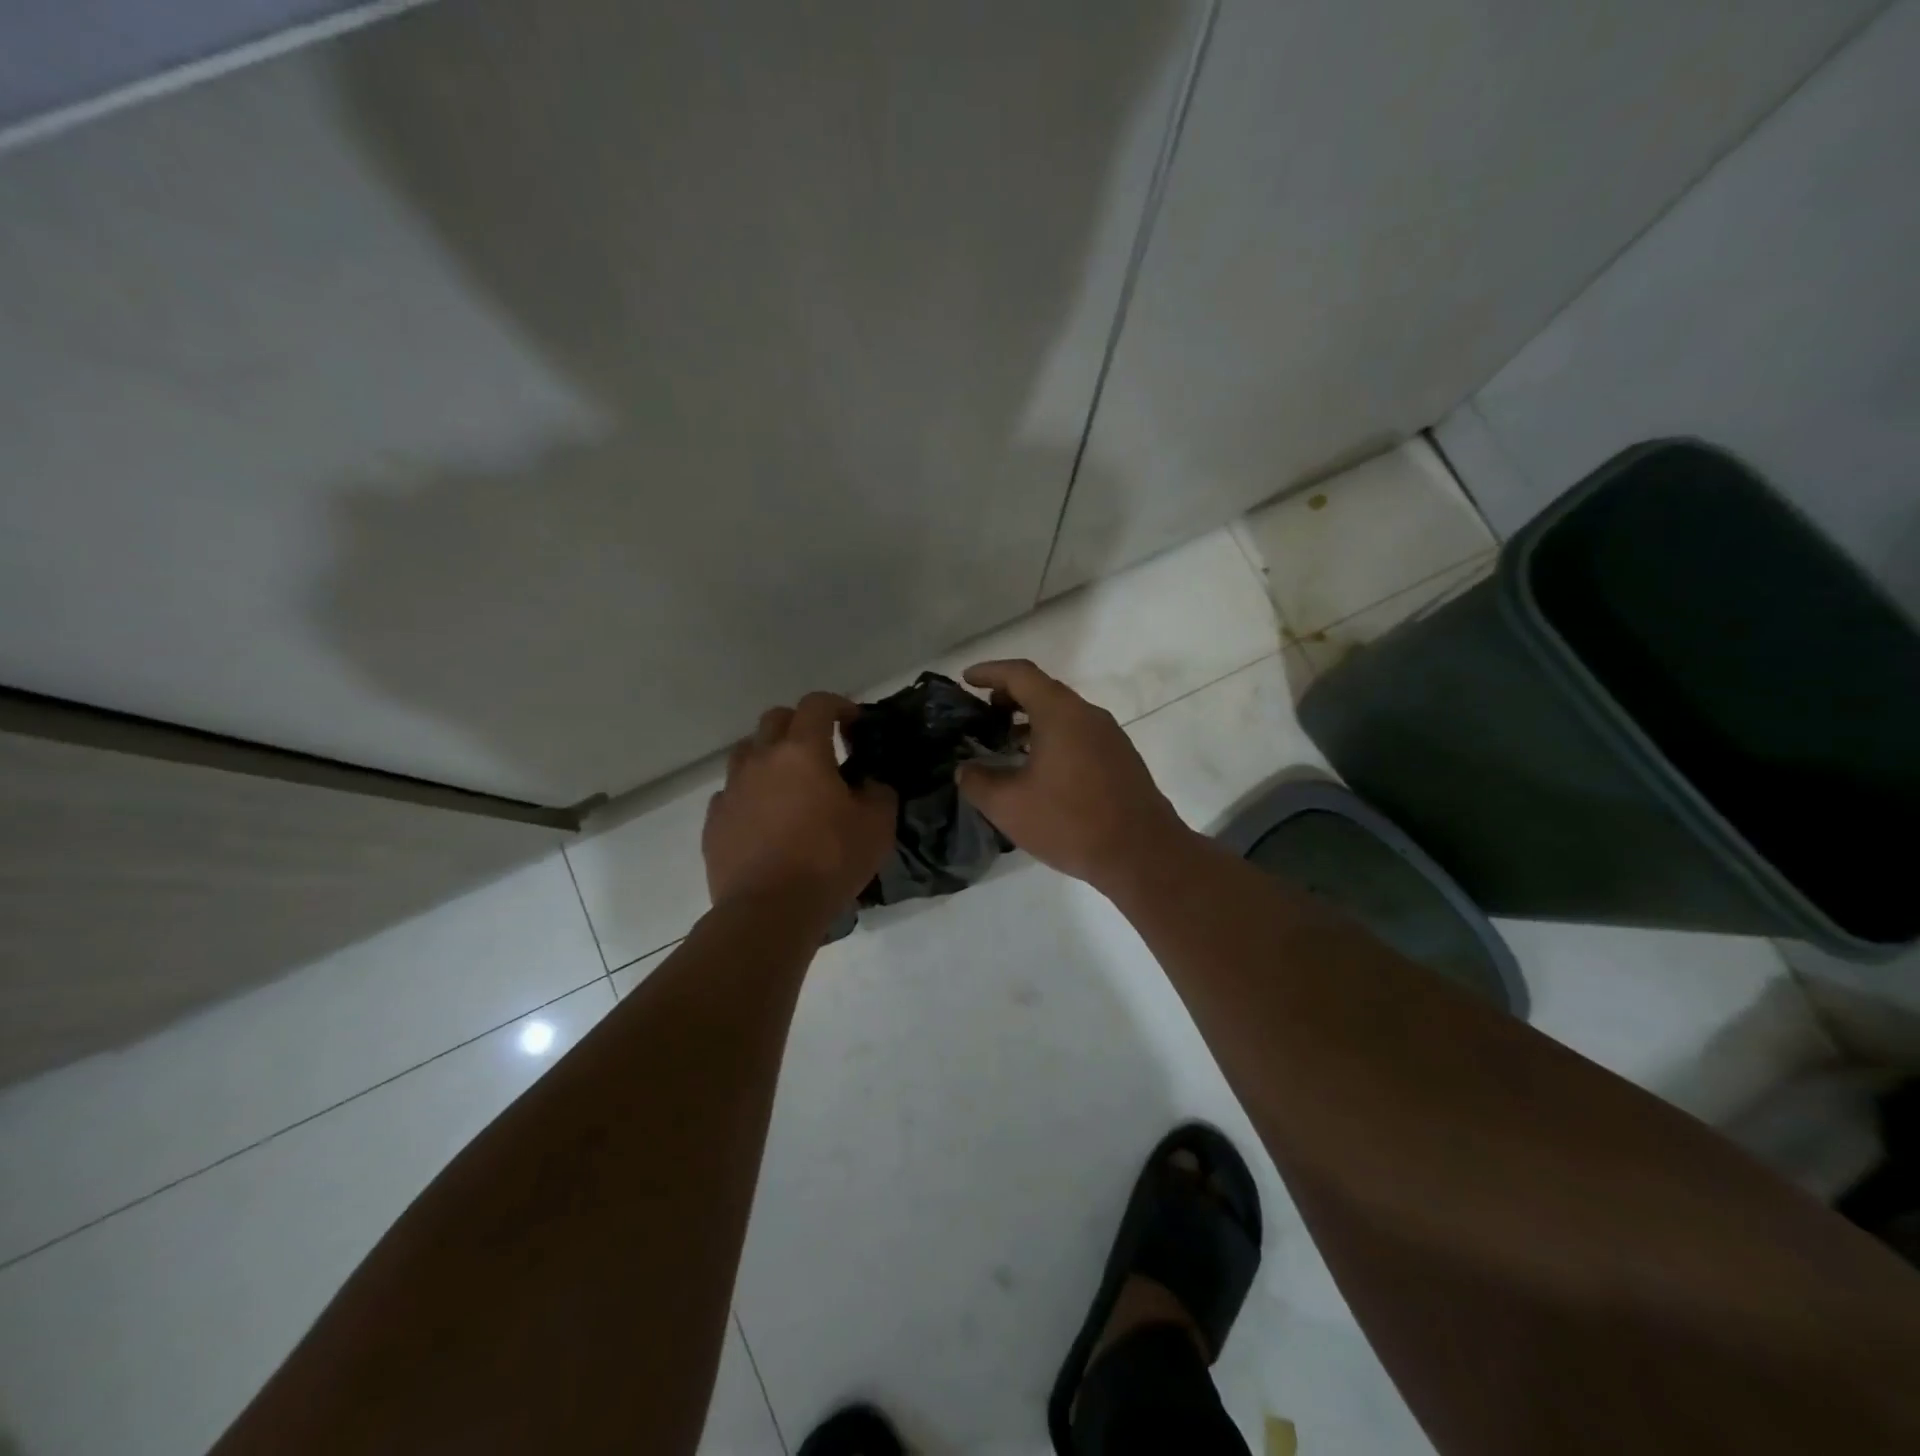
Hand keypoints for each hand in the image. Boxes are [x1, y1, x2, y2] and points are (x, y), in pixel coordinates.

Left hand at [703, 693, 895, 911]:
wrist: (768, 911)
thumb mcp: (877, 825)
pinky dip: (750, 795)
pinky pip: (731, 793)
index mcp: (802, 751)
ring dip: (770, 756)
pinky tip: (765, 820)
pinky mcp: (714, 822)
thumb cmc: (829, 861)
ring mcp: (731, 790)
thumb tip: (868, 784)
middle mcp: (761, 759)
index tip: (854, 722)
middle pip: (775, 719)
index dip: (839, 705)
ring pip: (747, 753)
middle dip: (800, 724)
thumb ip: (878, 792)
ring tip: (789, 784)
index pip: (817, 704)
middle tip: (821, 749)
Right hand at [955, 660, 1190, 892]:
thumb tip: (966, 769)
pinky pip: (1079, 734)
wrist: (1142, 854)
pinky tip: (1039, 769)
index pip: (1020, 674)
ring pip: (1063, 714)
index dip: (990, 672)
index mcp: (1060, 713)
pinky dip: (1053, 737)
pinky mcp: (1121, 758)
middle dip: (1010, 696)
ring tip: (1006, 742)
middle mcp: (1088, 714)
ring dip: (1032, 720)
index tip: (966, 680)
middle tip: (983, 713)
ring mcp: (1110, 736)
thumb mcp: (1009, 806)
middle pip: (1044, 690)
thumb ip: (977, 782)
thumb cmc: (1070, 822)